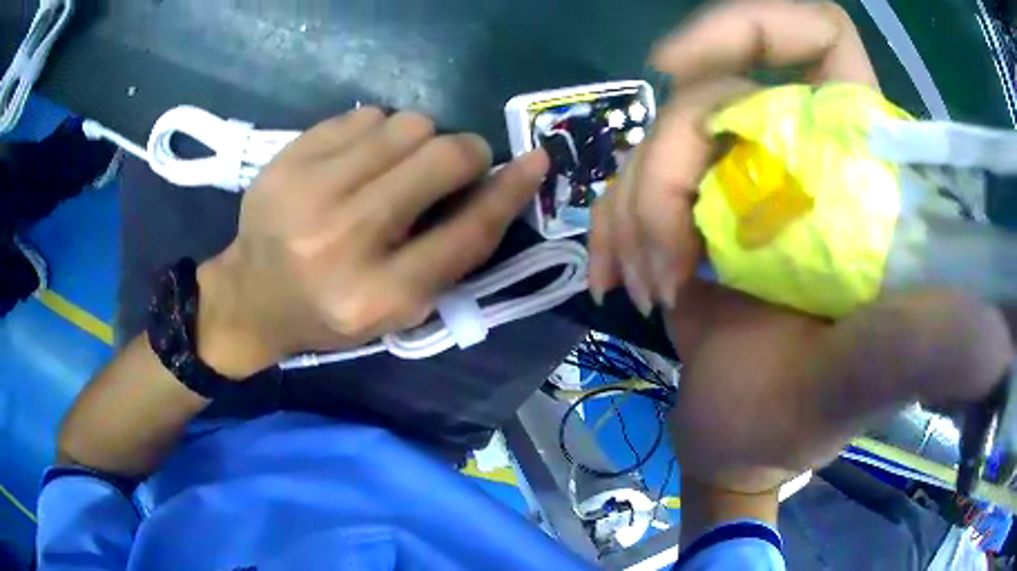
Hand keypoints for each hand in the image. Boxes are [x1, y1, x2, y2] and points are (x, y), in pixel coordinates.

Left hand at [197, 108, 548, 377]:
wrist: (252, 298)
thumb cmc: (332, 312)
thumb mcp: (397, 309)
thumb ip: (450, 254)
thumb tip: (500, 180)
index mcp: (379, 296)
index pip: (467, 231)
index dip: (509, 191)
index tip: (535, 160)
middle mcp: (343, 240)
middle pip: (441, 158)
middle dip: (464, 154)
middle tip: (454, 164)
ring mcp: (307, 192)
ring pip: (407, 124)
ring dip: (419, 140)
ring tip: (395, 167)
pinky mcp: (287, 160)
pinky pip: (364, 114)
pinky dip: (377, 131)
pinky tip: (358, 160)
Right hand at [588, 0, 1013, 495]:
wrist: (742, 445)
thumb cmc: (798, 424)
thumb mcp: (860, 387)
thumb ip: (922, 350)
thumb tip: (997, 336)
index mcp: (860, 175)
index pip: (818, 39)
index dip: (747, 27)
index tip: (675, 66)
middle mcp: (805, 159)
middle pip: (712, 94)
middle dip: (665, 171)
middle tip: (666, 264)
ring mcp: (745, 183)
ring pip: (661, 138)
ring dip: (634, 210)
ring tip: (649, 291)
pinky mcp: (700, 213)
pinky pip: (633, 181)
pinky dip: (613, 225)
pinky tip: (616, 282)